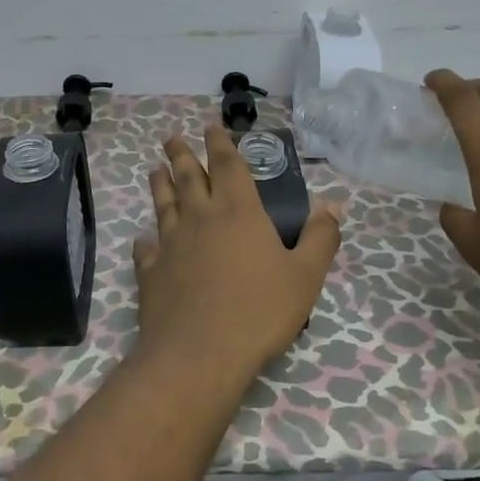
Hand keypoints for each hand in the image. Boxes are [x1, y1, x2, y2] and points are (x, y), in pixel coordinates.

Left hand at [134, 128, 342, 374]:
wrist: (199, 354)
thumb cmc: (259, 311)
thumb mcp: (305, 276)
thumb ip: (320, 237)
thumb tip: (334, 204)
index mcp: (238, 212)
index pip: (228, 166)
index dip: (221, 143)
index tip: (212, 126)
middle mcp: (200, 218)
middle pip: (189, 177)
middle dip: (182, 154)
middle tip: (171, 137)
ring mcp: (171, 244)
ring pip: (164, 205)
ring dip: (160, 185)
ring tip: (155, 169)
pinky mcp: (151, 272)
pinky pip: (147, 250)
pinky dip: (146, 241)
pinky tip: (144, 240)